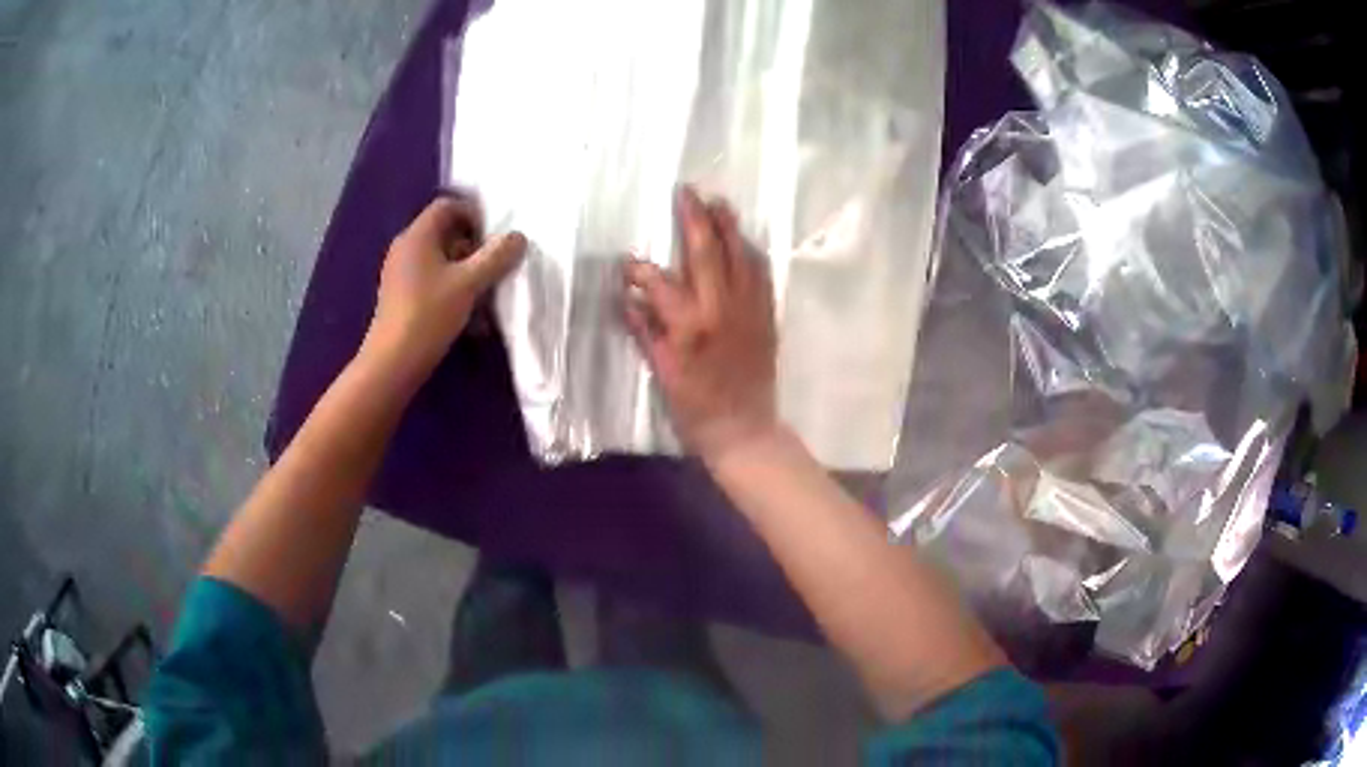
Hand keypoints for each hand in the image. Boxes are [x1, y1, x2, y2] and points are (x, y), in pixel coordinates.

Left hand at [364, 195, 525, 383]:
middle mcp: (406, 248)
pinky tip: (469, 318)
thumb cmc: (429, 315)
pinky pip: (431, 281)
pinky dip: (452, 290)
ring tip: (486, 296)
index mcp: (418, 236)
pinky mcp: (401, 296)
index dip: (474, 215)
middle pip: (445, 233)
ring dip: (466, 273)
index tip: (494, 238)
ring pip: (441, 261)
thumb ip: (495, 257)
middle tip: (494, 267)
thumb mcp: (469, 284)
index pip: (448, 206)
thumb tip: (518, 237)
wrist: (392, 362)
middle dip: (474, 248)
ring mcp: (400, 273)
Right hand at [624, 186, 779, 460]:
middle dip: (695, 218)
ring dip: (729, 227)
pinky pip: (761, 275)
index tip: (627, 263)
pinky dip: (751, 253)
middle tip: (688, 192)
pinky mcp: (766, 317)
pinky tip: (744, 241)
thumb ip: (646, 329)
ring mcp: (749, 310)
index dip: (640, 269)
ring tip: (719, 203)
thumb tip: (630, 296)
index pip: (659, 282)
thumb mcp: (662, 372)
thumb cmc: (695, 407)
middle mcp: (721, 309)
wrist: (744, 430)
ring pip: (740, 257)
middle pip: (707, 253)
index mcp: (689, 325)